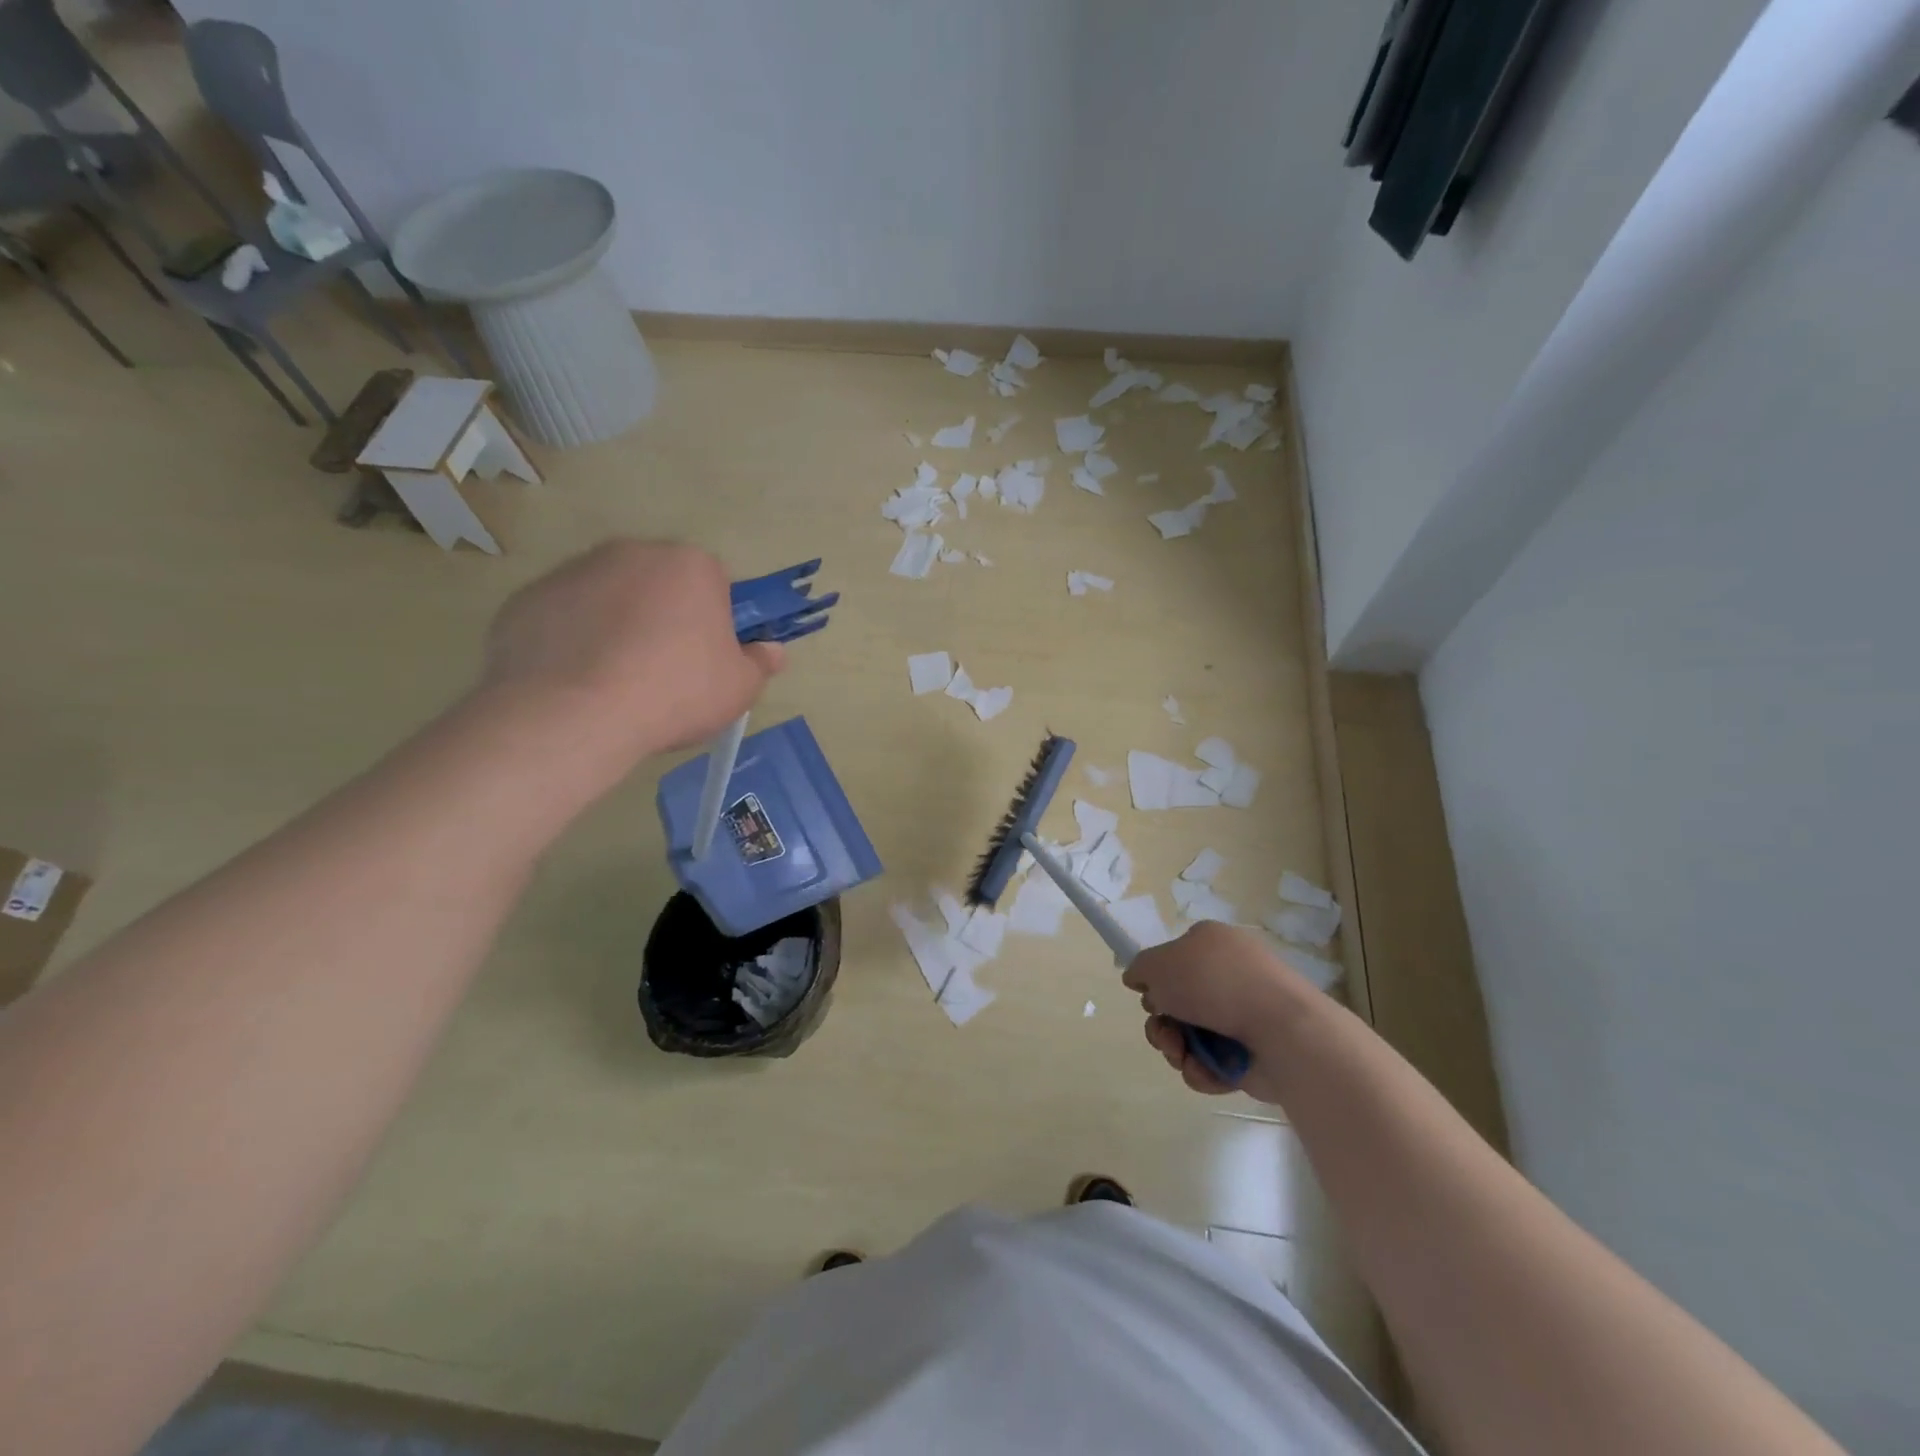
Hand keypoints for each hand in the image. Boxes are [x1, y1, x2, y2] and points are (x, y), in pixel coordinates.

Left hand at [477, 539, 784, 781]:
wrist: (574, 714)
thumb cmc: (674, 693)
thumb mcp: (739, 688)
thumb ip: (760, 663)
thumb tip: (773, 650)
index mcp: (691, 565)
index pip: (716, 583)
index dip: (716, 621)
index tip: (709, 656)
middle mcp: (632, 552)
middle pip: (660, 583)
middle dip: (666, 617)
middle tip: (666, 671)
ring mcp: (574, 571)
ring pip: (610, 597)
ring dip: (618, 626)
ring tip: (616, 681)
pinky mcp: (528, 598)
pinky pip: (565, 617)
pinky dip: (573, 640)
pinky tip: (576, 682)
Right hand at [1122, 922, 1321, 1104]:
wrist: (1281, 1029)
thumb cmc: (1215, 983)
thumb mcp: (1160, 964)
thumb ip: (1140, 969)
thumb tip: (1138, 980)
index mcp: (1211, 943)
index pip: (1175, 959)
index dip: (1156, 981)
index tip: (1149, 997)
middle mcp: (1228, 975)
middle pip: (1178, 1004)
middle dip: (1162, 1025)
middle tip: (1164, 1034)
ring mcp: (1243, 1015)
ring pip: (1191, 1036)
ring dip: (1176, 1049)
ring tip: (1182, 1055)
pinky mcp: (1252, 1053)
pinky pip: (1213, 1062)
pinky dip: (1203, 1069)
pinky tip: (1205, 1069)